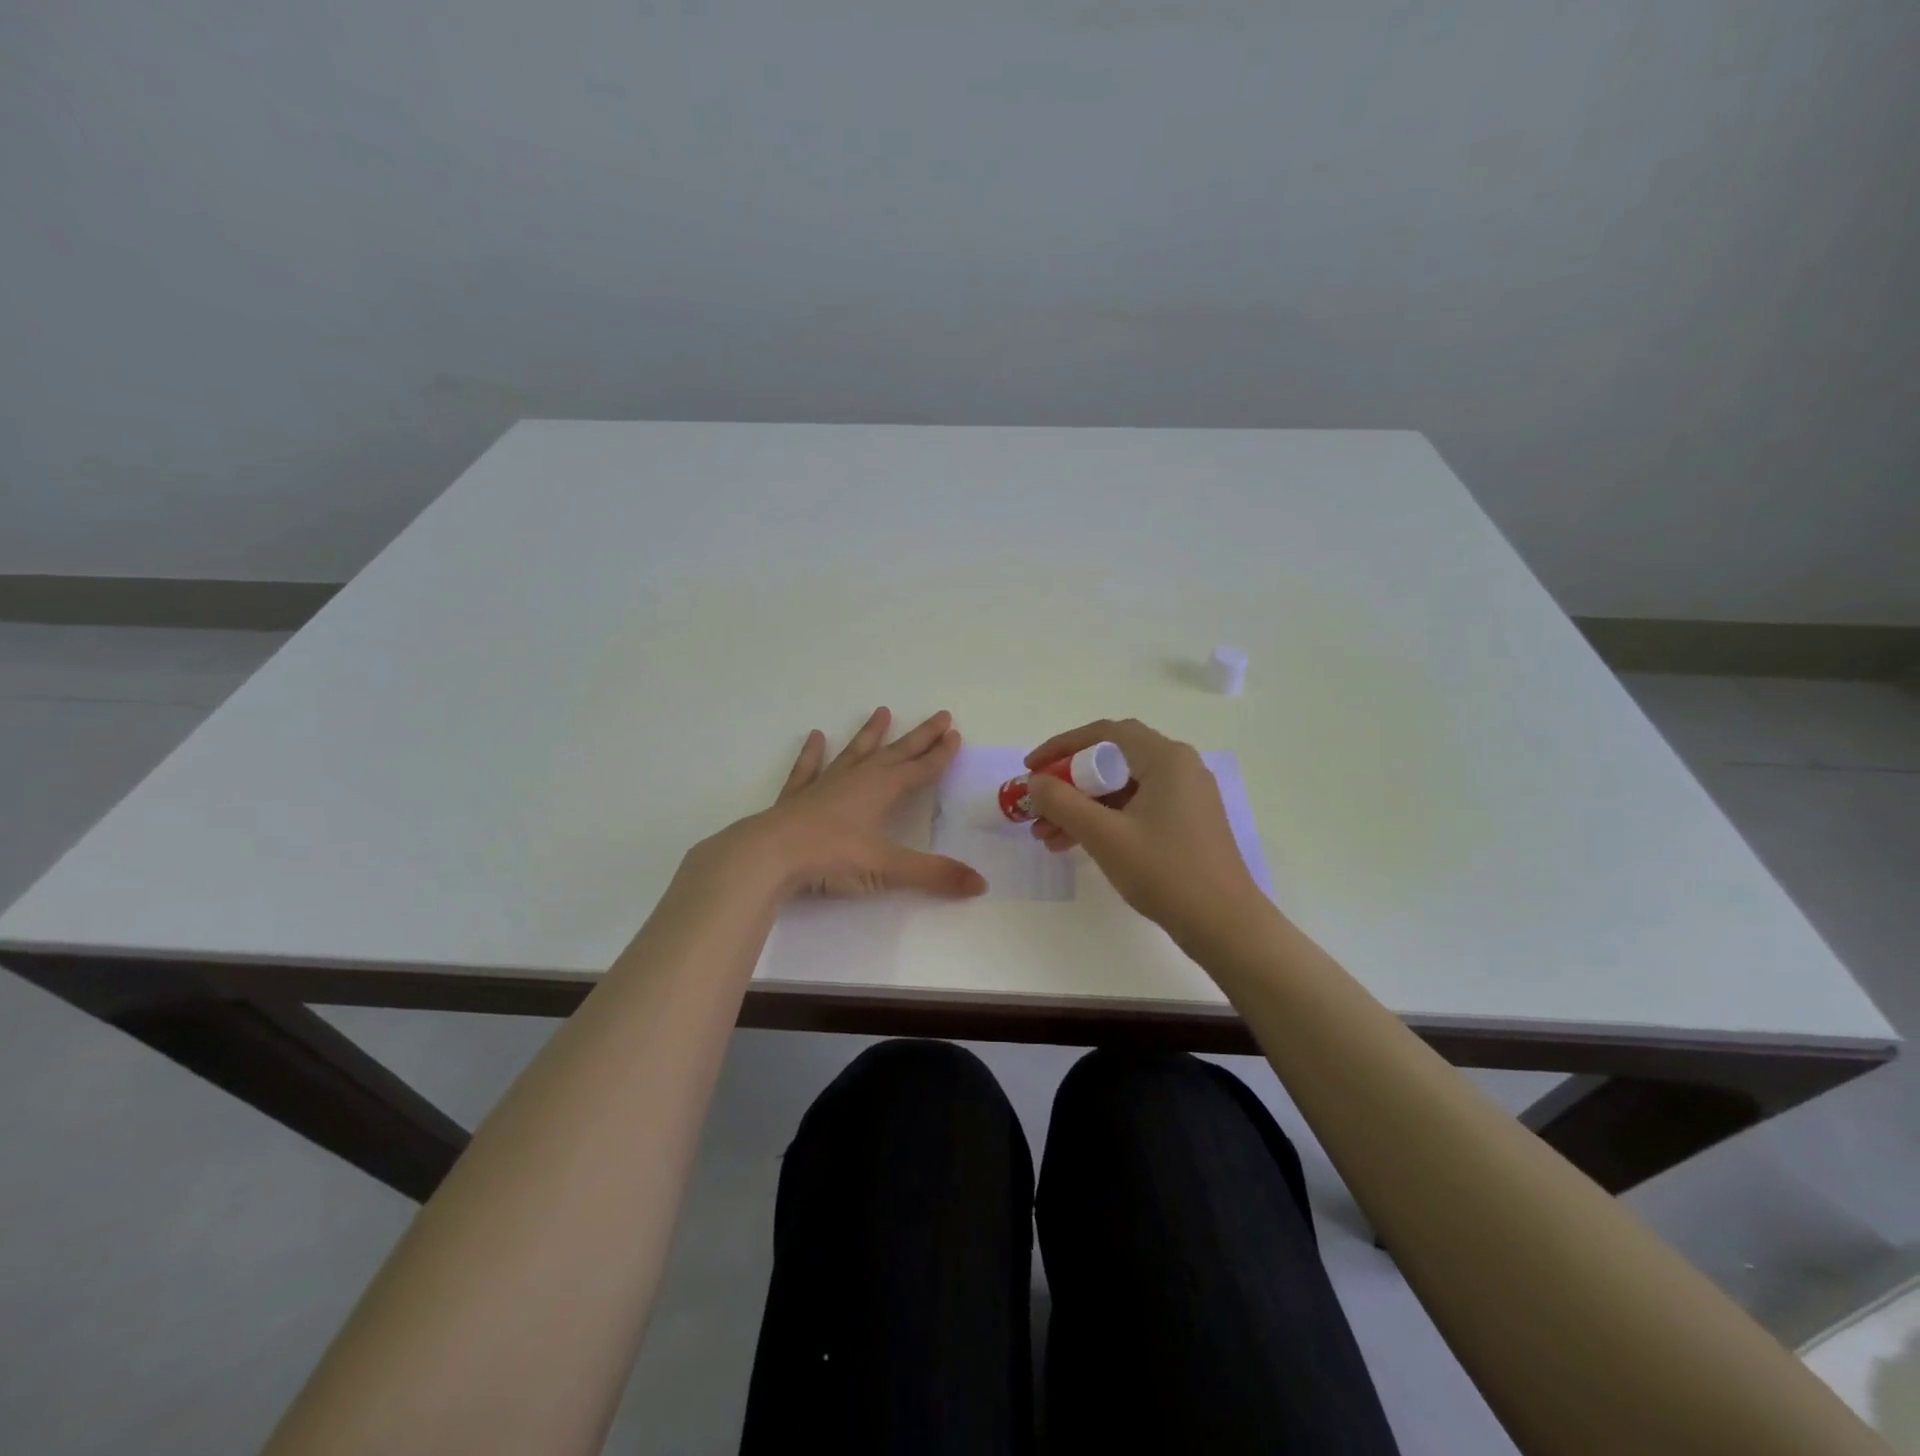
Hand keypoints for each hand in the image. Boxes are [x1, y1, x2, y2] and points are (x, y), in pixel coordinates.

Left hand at [725, 707, 987, 899]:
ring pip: (854, 753)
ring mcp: (825, 785)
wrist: (770, 855)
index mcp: (883, 790)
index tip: (955, 734)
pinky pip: (808, 769)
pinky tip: (815, 737)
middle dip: (920, 737)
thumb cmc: (833, 858)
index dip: (940, 754)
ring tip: (882, 712)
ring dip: (870, 734)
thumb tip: (981, 884)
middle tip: (940, 716)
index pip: (920, 768)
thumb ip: (934, 875)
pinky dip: (812, 754)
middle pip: (896, 753)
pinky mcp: (797, 797)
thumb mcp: (888, 868)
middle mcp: (858, 779)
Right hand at [1025, 718, 1264, 941]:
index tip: (1031, 768)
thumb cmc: (1165, 872)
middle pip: (1111, 761)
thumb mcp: (1105, 836)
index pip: (1104, 733)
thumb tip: (1035, 781)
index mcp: (1166, 758)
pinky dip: (1104, 821)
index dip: (1062, 746)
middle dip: (1068, 784)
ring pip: (1120, 789)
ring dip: (1081, 807)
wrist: (1225, 926)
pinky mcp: (1185, 823)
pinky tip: (1073, 844)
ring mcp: (1185, 796)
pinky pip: (1135, 808)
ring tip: (1046, 835)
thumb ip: (1063, 802)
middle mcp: (1179, 768)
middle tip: (1037, 805)